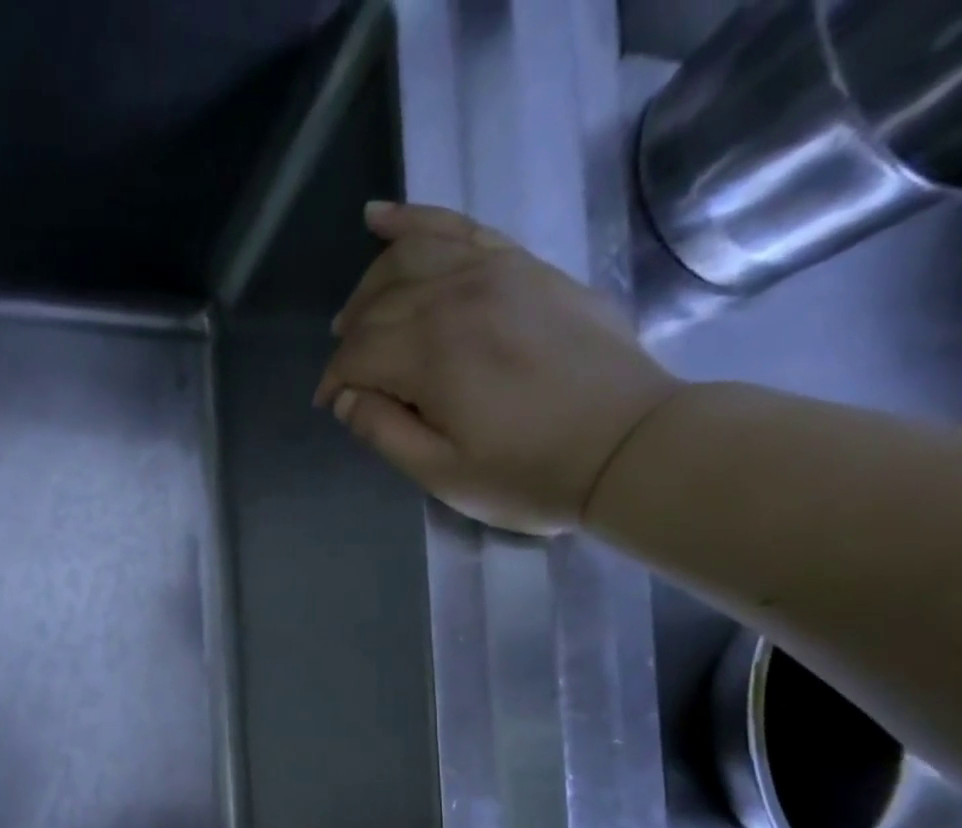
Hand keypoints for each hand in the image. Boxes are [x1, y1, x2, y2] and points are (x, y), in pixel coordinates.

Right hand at [314, 201, 683, 534]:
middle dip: (351, 339)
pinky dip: (416, 221)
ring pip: (411, 256)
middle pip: (379, 304)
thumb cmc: (530, 473)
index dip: (335, 381)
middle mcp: (457, 296)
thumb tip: (347, 398)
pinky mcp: (526, 266)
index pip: (358, 353)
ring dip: (372, 283)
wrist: (630, 445)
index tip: (331, 407)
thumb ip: (384, 432)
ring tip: (356, 312)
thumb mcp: (443, 474)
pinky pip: (461, 227)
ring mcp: (497, 271)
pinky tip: (382, 219)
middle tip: (346, 374)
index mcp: (432, 353)